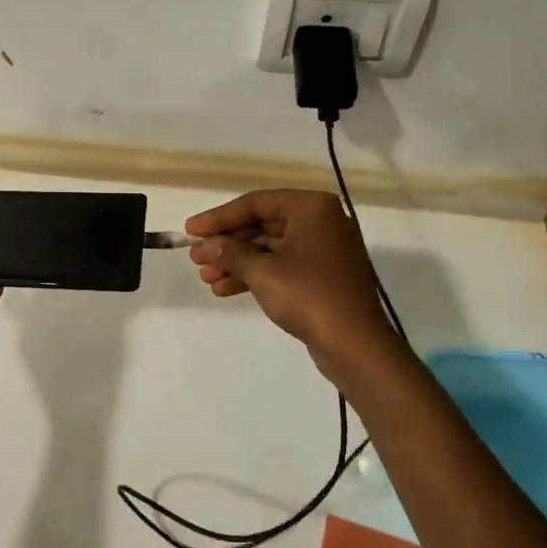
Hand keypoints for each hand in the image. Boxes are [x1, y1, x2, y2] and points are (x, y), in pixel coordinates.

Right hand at [186, 190, 401, 378]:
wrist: (355, 344)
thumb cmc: (308, 295)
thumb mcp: (262, 272)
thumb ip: (229, 253)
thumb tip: (206, 245)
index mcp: (311, 208)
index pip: (255, 203)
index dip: (219, 217)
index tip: (190, 230)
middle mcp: (321, 222)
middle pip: (262, 225)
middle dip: (227, 244)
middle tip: (196, 258)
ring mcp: (324, 249)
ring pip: (270, 248)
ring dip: (237, 262)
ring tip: (206, 278)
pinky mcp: (323, 275)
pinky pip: (282, 266)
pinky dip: (256, 275)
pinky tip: (226, 289)